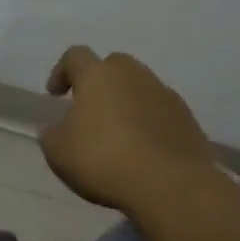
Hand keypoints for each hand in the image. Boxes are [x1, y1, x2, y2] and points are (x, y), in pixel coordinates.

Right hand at [39, 47, 217, 213]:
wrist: (169, 184)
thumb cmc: (103, 160)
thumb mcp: (58, 153)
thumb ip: (52, 134)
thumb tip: (57, 128)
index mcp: (98, 76)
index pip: (76, 56)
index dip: (62, 71)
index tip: (55, 95)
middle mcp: (133, 75)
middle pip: (114, 65)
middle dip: (100, 81)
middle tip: (90, 109)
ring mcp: (164, 94)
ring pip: (140, 87)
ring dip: (126, 102)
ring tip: (118, 134)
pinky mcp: (187, 118)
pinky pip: (160, 111)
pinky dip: (148, 122)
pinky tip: (142, 149)